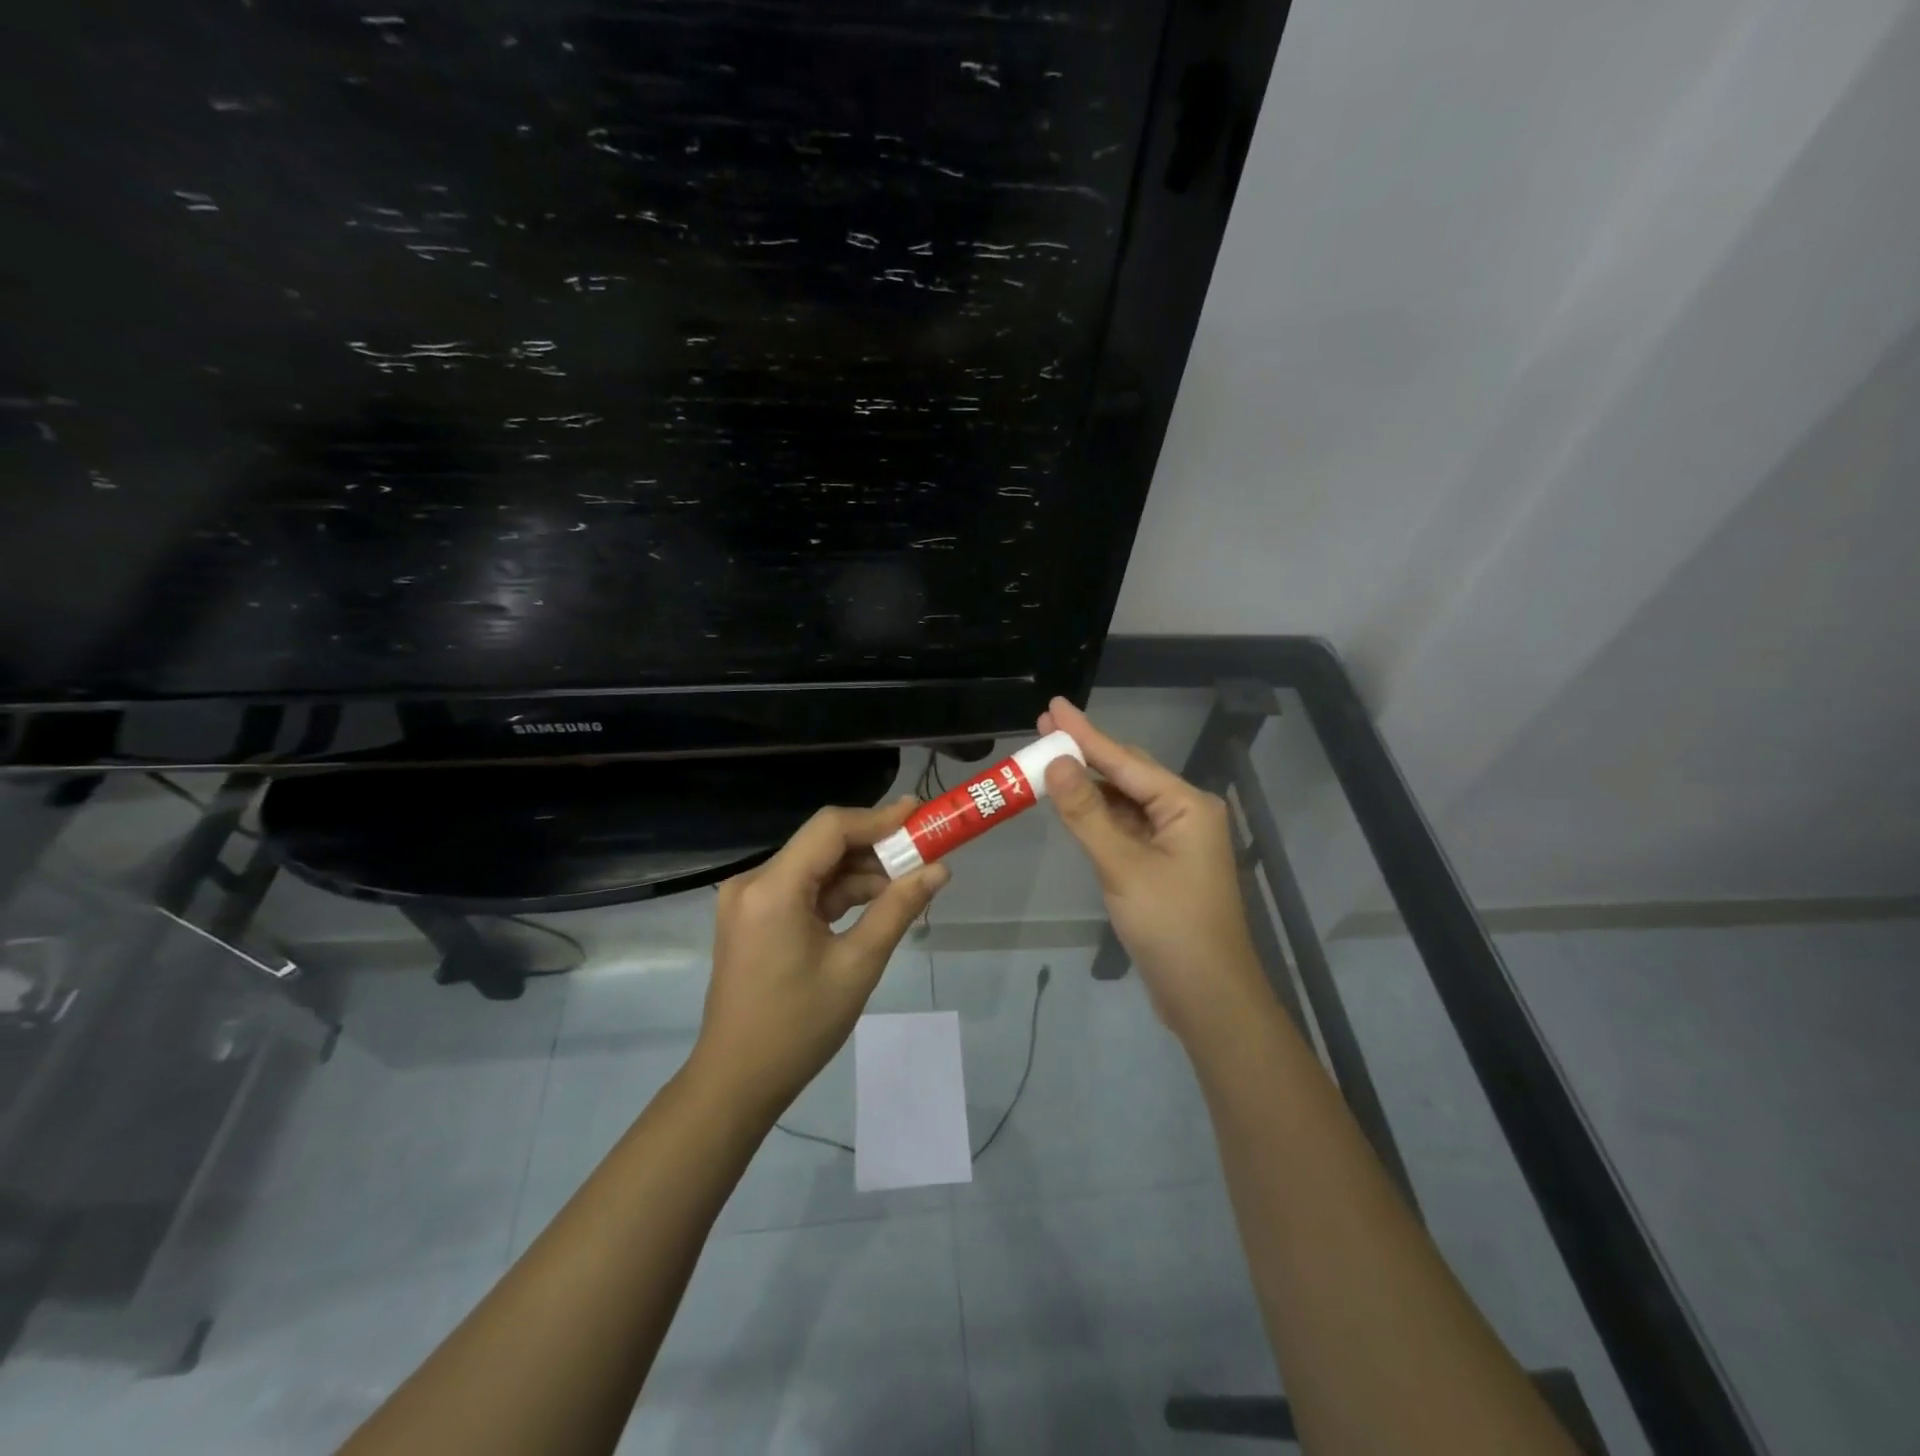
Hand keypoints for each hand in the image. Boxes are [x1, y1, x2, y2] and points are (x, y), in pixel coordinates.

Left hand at [693, 799, 950, 1116]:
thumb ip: (898, 909)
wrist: (737, 1081)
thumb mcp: (858, 965)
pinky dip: (838, 893)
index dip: (879, 817)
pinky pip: (802, 889)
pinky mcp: (753, 917)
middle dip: (875, 847)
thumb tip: (939, 870)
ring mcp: (749, 900)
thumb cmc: (799, 1027)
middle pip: (822, 844)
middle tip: (923, 853)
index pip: (830, 828)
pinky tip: (875, 902)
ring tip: (907, 883)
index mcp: (773, 888)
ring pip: (815, 867)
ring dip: (859, 872)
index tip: (921, 814)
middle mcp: (753, 882)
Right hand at [1039, 697, 1270, 1044]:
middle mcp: (1185, 813)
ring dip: (1089, 786)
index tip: (1053, 706)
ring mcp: (1176, 840)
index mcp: (1186, 805)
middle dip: (1086, 753)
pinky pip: (1127, 827)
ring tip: (1049, 763)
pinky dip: (1100, 816)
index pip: (1124, 760)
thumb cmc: (1170, 926)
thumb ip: (1087, 813)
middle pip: (1128, 773)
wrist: (1208, 995)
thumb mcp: (1122, 865)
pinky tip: (1074, 806)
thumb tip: (1057, 763)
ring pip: (1126, 801)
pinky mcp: (1164, 864)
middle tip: (1043, 730)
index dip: (1085, 732)